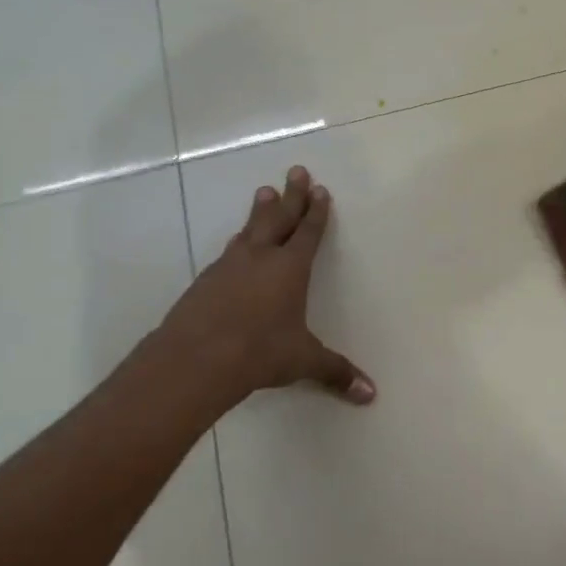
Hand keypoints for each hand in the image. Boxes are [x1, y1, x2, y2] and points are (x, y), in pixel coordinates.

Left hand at [147, 166, 374, 411]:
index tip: (320, 190)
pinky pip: (228, 252)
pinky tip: (236, 245)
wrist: (195, 358)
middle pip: (279, 218)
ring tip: (264, 191)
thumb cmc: (259, 352)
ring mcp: (229, 266)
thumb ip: (335, 372)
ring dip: (260, 210)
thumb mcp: (303, 361)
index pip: (307, 233)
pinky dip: (238, 242)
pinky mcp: (205, 280)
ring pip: (250, 229)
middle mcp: (260, 258)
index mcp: (289, 269)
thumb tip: (371, 394)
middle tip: (296, 170)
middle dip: (291, 196)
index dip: (316, 212)